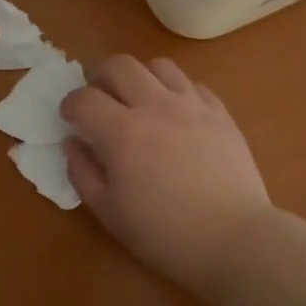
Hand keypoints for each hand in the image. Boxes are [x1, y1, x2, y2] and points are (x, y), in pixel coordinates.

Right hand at [60, 56, 274, 288]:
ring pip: (159, 66)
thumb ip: (83, 173)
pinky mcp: (220, 113)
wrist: (235, 240)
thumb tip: (73, 143)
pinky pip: (193, 84)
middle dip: (100, 78)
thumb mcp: (110, 213)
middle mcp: (155, 106)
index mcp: (122, 132)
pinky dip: (176, 92)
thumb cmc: (165, 234)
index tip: (70, 120)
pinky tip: (176, 115)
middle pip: (119, 65)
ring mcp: (192, 105)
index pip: (84, 99)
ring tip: (140, 102)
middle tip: (100, 100)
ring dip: (141, 78)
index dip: (70, 106)